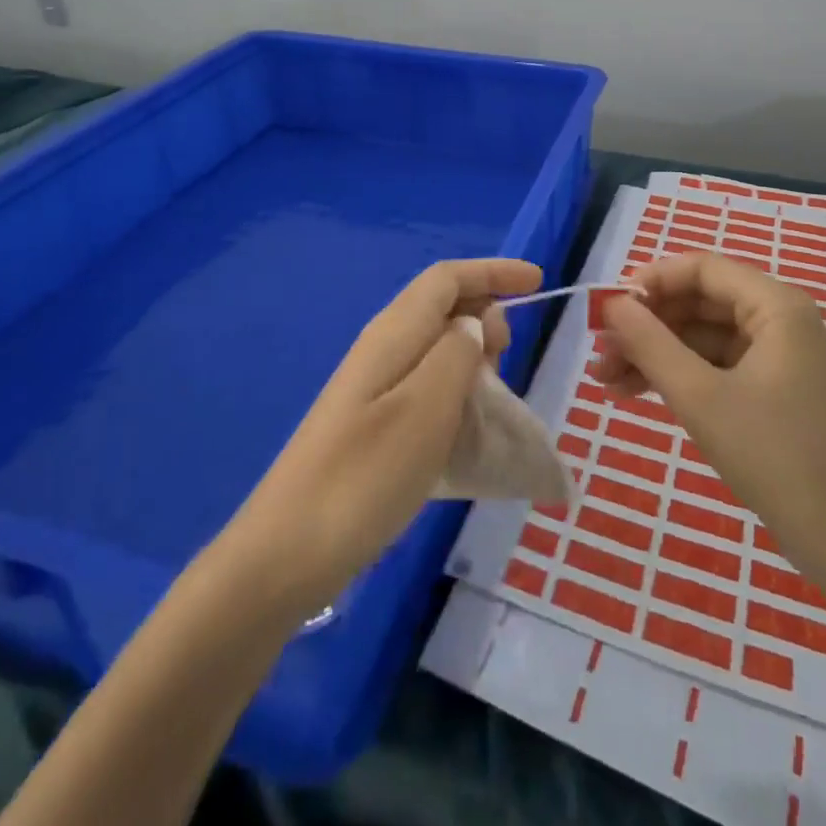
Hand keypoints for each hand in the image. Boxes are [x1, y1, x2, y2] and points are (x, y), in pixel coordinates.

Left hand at [226, 258, 541, 612]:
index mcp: (394, 333)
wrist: (287, 553)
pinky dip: (457, 390)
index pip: (447, 278)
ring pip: (437, 347)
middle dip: (486, 315)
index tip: (538, 282)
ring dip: (474, 356)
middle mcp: (383, 348)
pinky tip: (468, 427)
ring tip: (496, 395)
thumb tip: (474, 324)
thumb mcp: (425, 408)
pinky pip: (427, 385)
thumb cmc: (364, 475)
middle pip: (442, 306)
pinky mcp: (372, 422)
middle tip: (511, 356)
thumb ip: (457, 354)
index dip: (493, 272)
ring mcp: (374, 387)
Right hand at [596, 253, 825, 574]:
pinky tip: (634, 392)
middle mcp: (778, 319)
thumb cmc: (774, 456)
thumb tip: (612, 305)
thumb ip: (651, 344)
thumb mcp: (700, 397)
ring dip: (654, 352)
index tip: (609, 310)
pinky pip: (713, 364)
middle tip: (601, 353)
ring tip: (605, 380)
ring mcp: (775, 354)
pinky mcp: (769, 387)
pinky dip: (676, 374)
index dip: (651, 282)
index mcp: (775, 306)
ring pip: (701, 335)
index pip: (701, 269)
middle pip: (698, 301)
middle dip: (646, 325)